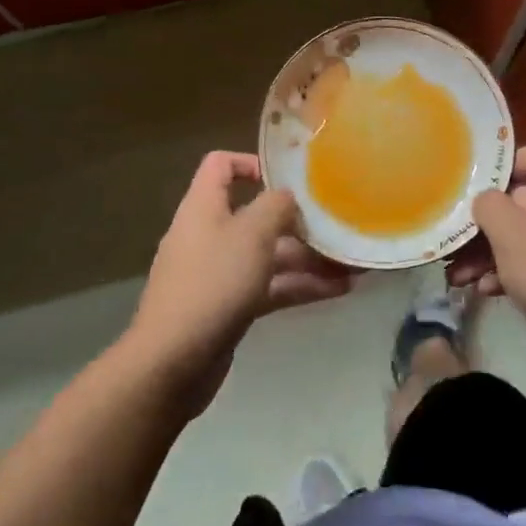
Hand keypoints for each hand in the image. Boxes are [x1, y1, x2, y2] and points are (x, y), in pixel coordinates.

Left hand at [126, 151, 355, 410]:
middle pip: (255, 215)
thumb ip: (276, 206)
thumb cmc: (214, 283)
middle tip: (337, 228)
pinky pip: (268, 287)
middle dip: (298, 222)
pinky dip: (299, 286)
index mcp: (204, 206)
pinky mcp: (228, 307)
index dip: (253, 163)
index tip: (290, 178)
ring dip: (308, 259)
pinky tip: (338, 291)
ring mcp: (218, 273)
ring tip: (351, 266)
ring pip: (268, 255)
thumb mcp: (252, 233)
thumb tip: (288, 197)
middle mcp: (209, 234)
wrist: (173, 363)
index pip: (221, 165)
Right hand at [452, 142, 525, 365]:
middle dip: (485, 224)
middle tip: (455, 245)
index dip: (501, 166)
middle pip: (522, 199)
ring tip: (461, 277)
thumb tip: (486, 200)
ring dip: (492, 253)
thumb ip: (489, 206)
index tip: (473, 190)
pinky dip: (515, 272)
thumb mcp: (510, 234)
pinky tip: (489, 292)